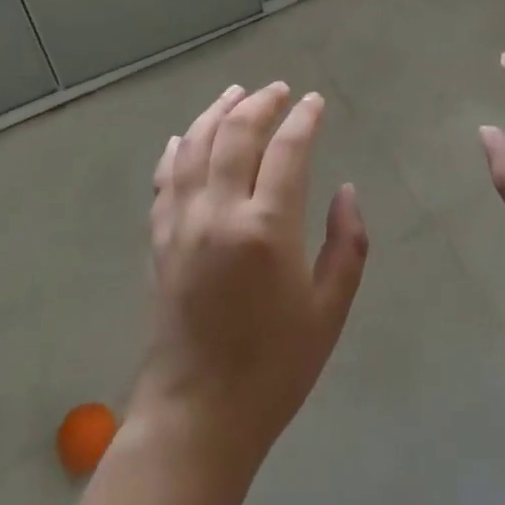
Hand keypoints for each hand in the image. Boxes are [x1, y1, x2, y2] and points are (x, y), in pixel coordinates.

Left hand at [131, 82, 368, 471]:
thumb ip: (346, 245)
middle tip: (279, 90)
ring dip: (215, 113)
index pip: (287, 150)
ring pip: (194, 145)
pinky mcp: (159, 238)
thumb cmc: (274, 368)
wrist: (199, 414)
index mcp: (266, 228)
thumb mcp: (328, 311)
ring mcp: (182, 222)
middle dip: (260, 103)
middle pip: (236, 134)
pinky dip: (176, 149)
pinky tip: (183, 137)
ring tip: (234, 94)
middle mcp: (219, 212)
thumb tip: (345, 191)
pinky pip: (164, 178)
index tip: (315, 102)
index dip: (303, 119)